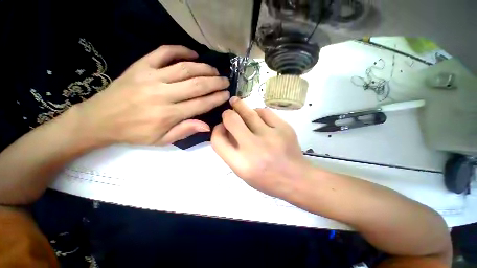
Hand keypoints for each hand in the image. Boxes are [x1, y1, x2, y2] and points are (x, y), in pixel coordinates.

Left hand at [76, 45, 229, 145]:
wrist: (101, 119)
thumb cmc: (135, 132)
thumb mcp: (162, 140)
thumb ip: (185, 131)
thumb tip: (207, 125)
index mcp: (168, 114)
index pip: (201, 104)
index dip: (216, 98)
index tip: (226, 94)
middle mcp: (163, 94)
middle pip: (197, 85)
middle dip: (215, 82)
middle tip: (225, 81)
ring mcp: (151, 77)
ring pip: (185, 69)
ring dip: (204, 68)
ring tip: (215, 70)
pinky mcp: (141, 65)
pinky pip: (164, 52)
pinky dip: (181, 50)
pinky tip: (193, 54)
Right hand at [211, 97, 309, 197]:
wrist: (296, 179)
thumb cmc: (266, 179)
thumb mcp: (243, 172)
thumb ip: (231, 151)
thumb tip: (225, 129)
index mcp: (241, 163)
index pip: (218, 141)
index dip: (216, 131)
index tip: (221, 127)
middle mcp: (254, 148)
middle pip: (232, 120)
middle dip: (227, 114)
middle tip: (228, 112)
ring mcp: (271, 136)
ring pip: (249, 111)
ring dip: (240, 106)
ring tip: (237, 103)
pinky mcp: (284, 128)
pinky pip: (265, 112)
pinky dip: (258, 112)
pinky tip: (258, 115)